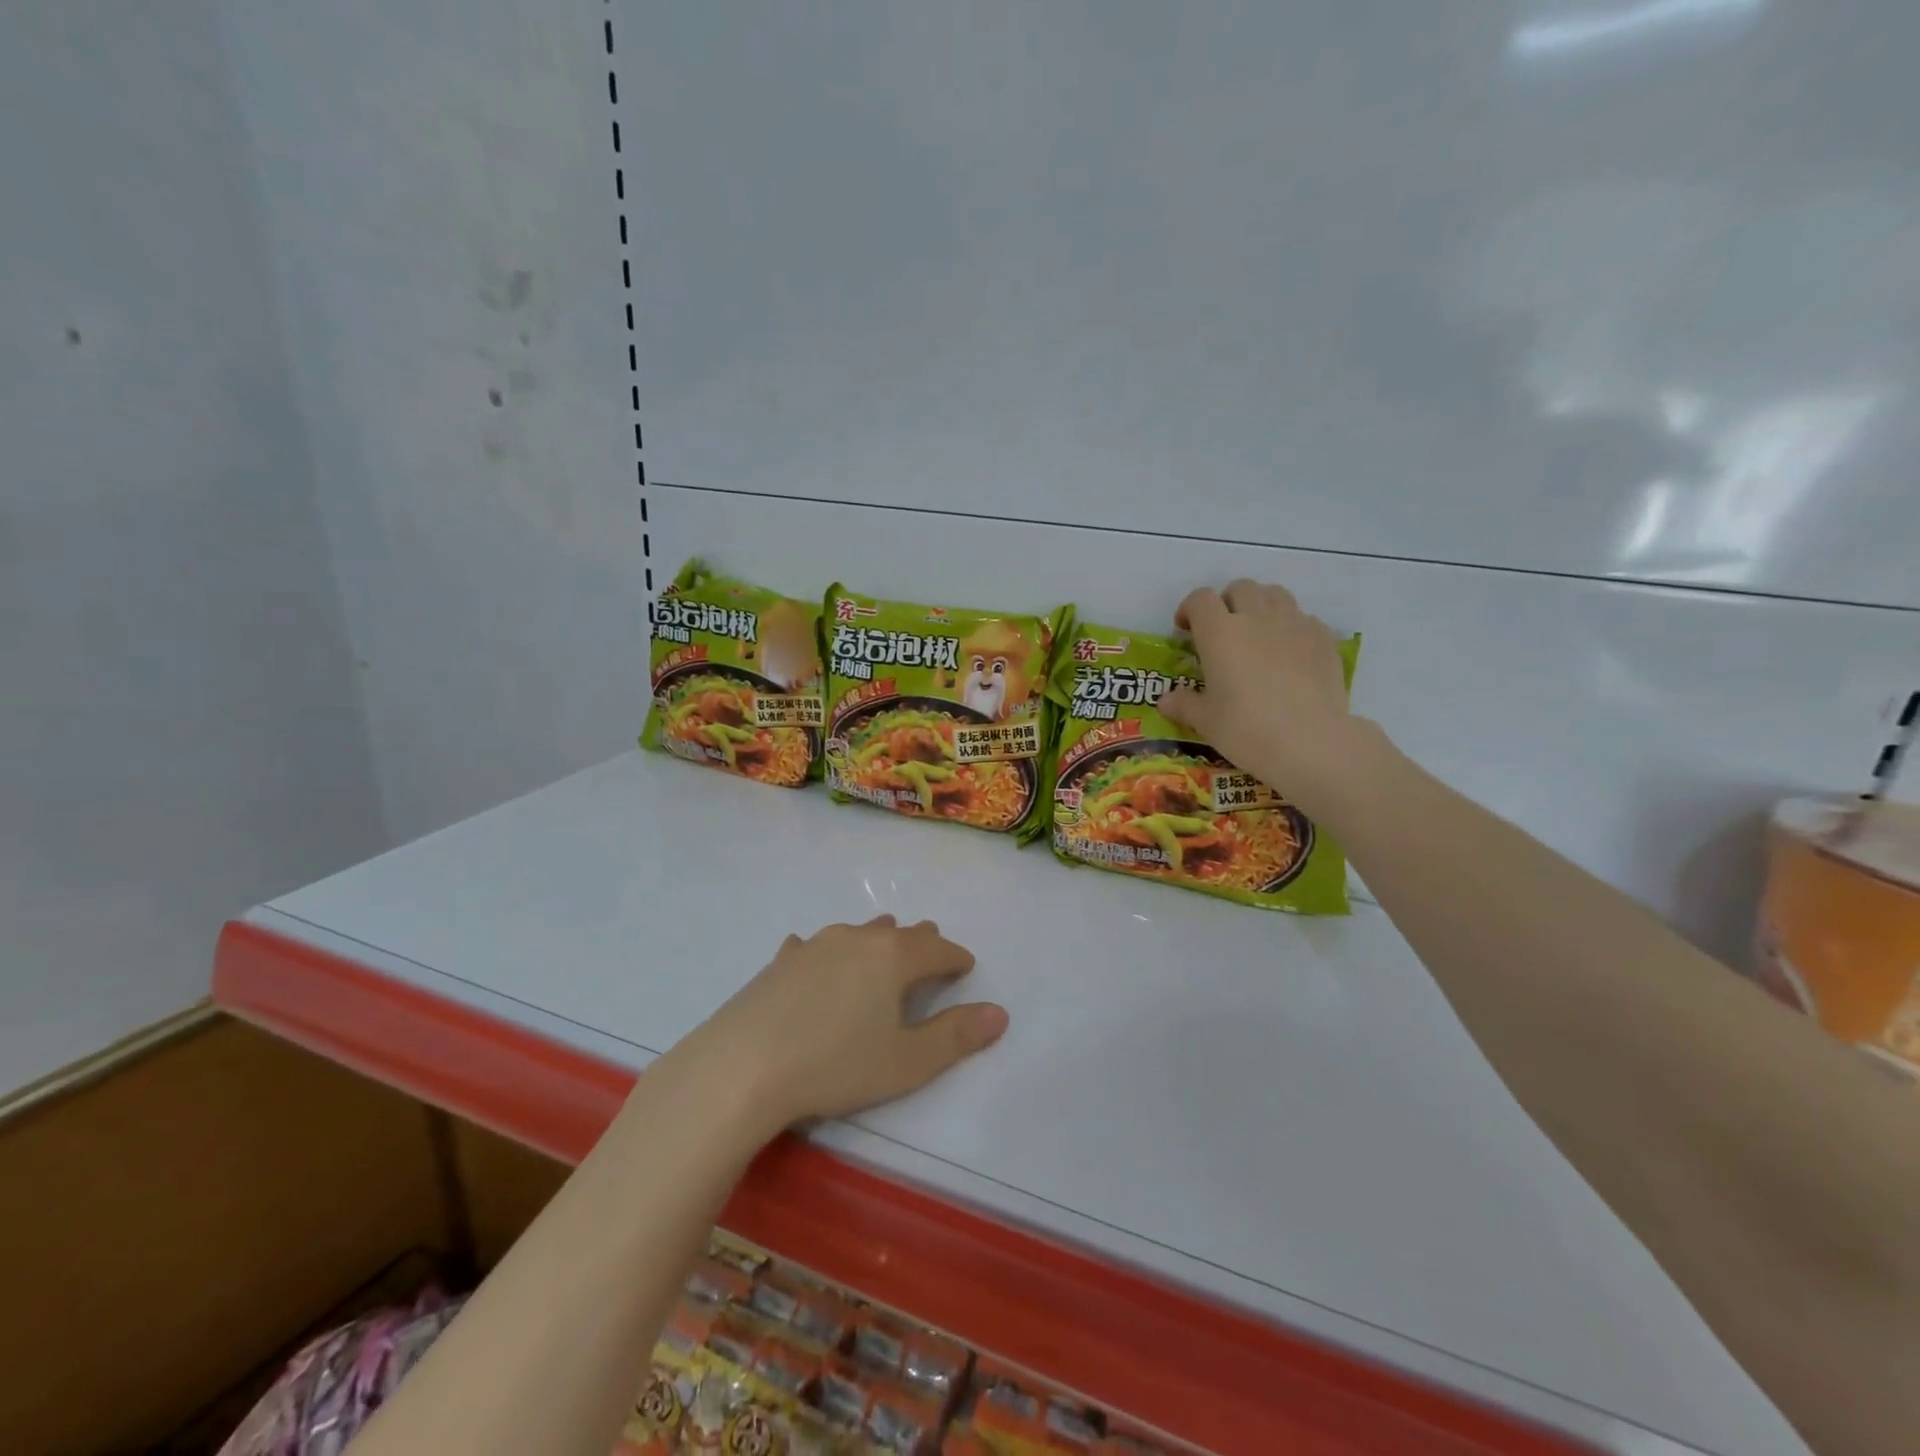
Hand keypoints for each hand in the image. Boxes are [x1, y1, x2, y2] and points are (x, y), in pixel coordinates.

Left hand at [699, 916, 1007, 1128]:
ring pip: (858, 933)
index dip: (957, 959)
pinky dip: (827, 953)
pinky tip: (813, 960)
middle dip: (921, 944)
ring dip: (877, 941)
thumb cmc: (835, 1065)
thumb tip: (999, 1014)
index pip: (938, 949)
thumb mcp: (906, 1062)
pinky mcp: (780, 961)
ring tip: (883, 949)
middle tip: (931, 954)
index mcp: (893, 956)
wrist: (741, 1067)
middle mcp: (857, 938)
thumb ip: (956, 1036)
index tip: (966, 968)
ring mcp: (814, 945)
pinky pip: (814, 947)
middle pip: (900, 933)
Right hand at [1158, 580, 1363, 816]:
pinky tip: (1289, 654)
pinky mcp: (1323, 639)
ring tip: (1257, 634)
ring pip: (1275, 594)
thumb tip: (1166, 700)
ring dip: (1260, 606)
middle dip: (1227, 602)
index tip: (1185, 630)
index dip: (1190, 609)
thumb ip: (1184, 704)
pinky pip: (1303, 618)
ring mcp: (1294, 624)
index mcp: (1220, 633)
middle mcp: (1257, 618)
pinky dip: (1290, 626)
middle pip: (1240, 588)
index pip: (1201, 599)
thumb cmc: (1247, 729)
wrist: (1310, 742)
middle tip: (1222, 631)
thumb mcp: (1206, 721)